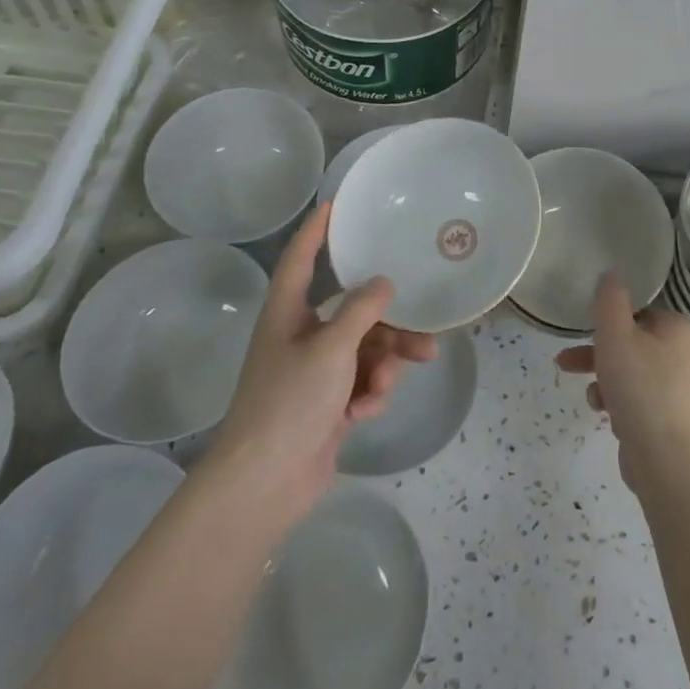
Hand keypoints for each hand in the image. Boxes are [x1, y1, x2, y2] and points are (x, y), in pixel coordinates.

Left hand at [208, 203, 435, 526]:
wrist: (265, 483)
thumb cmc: (291, 401)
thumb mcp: (331, 347)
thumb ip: (362, 310)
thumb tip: (383, 284)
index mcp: (287, 313)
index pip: (300, 259)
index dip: (315, 231)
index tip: (335, 205)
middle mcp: (300, 336)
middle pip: (351, 312)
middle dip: (387, 323)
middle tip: (424, 328)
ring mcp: (314, 373)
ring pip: (364, 349)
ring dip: (384, 362)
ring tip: (395, 378)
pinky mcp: (327, 404)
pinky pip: (361, 381)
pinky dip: (369, 391)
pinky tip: (366, 410)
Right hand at [555, 272, 689, 494]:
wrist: (669, 464)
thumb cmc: (641, 390)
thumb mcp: (615, 335)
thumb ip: (610, 300)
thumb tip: (612, 273)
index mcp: (682, 330)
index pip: (641, 313)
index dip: (609, 323)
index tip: (584, 335)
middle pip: (636, 345)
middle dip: (598, 355)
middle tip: (566, 363)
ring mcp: (689, 393)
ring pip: (637, 375)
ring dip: (607, 382)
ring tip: (592, 400)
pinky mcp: (681, 423)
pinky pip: (645, 403)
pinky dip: (624, 406)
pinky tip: (609, 419)